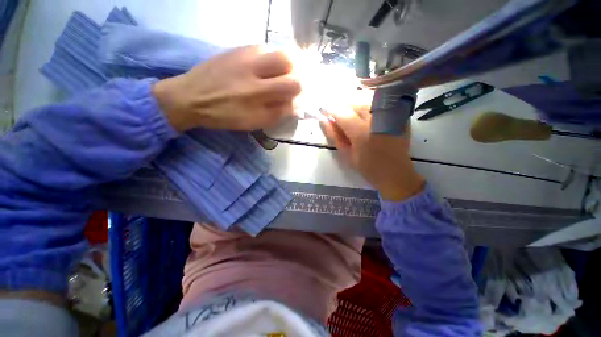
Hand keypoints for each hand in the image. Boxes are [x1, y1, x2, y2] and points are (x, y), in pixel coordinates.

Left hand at [153, 46, 300, 131]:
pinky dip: (274, 59)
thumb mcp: (253, 122)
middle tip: (294, 85)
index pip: (292, 86)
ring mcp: (246, 55)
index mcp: (257, 94)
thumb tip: (295, 105)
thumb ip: (277, 113)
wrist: (191, 97)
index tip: (299, 99)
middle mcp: (254, 70)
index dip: (301, 93)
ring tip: (284, 76)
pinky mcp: (239, 48)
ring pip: (279, 51)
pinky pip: (266, 48)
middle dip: (298, 74)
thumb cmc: (224, 115)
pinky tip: (269, 69)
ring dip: (289, 64)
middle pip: (289, 62)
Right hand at [321, 90, 424, 200]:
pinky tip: (369, 118)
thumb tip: (323, 120)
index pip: (341, 112)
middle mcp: (376, 119)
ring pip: (367, 100)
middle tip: (342, 120)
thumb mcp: (346, 154)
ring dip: (357, 107)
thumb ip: (334, 135)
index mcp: (361, 132)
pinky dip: (371, 107)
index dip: (331, 110)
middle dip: (344, 109)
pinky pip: (381, 103)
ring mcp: (390, 115)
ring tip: (356, 119)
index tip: (324, 111)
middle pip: (354, 103)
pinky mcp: (399, 115)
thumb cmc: (367, 167)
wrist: (396, 172)